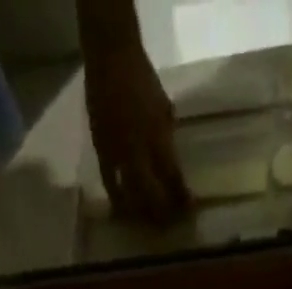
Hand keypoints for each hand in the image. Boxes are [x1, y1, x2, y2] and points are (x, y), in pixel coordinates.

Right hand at [84, 38, 190, 224]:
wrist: (110, 58)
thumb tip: (170, 164)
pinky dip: (117, 199)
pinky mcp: (101, 151)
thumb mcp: (164, 109)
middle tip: (168, 225)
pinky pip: (110, 183)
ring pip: (131, 195)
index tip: (190, 211)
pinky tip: (122, 210)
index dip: (183, 198)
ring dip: (140, 212)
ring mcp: (118, 153)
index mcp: (158, 139)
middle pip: (153, 195)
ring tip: (147, 223)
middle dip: (162, 213)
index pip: (174, 178)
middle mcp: (138, 152)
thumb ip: (167, 140)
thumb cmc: (142, 79)